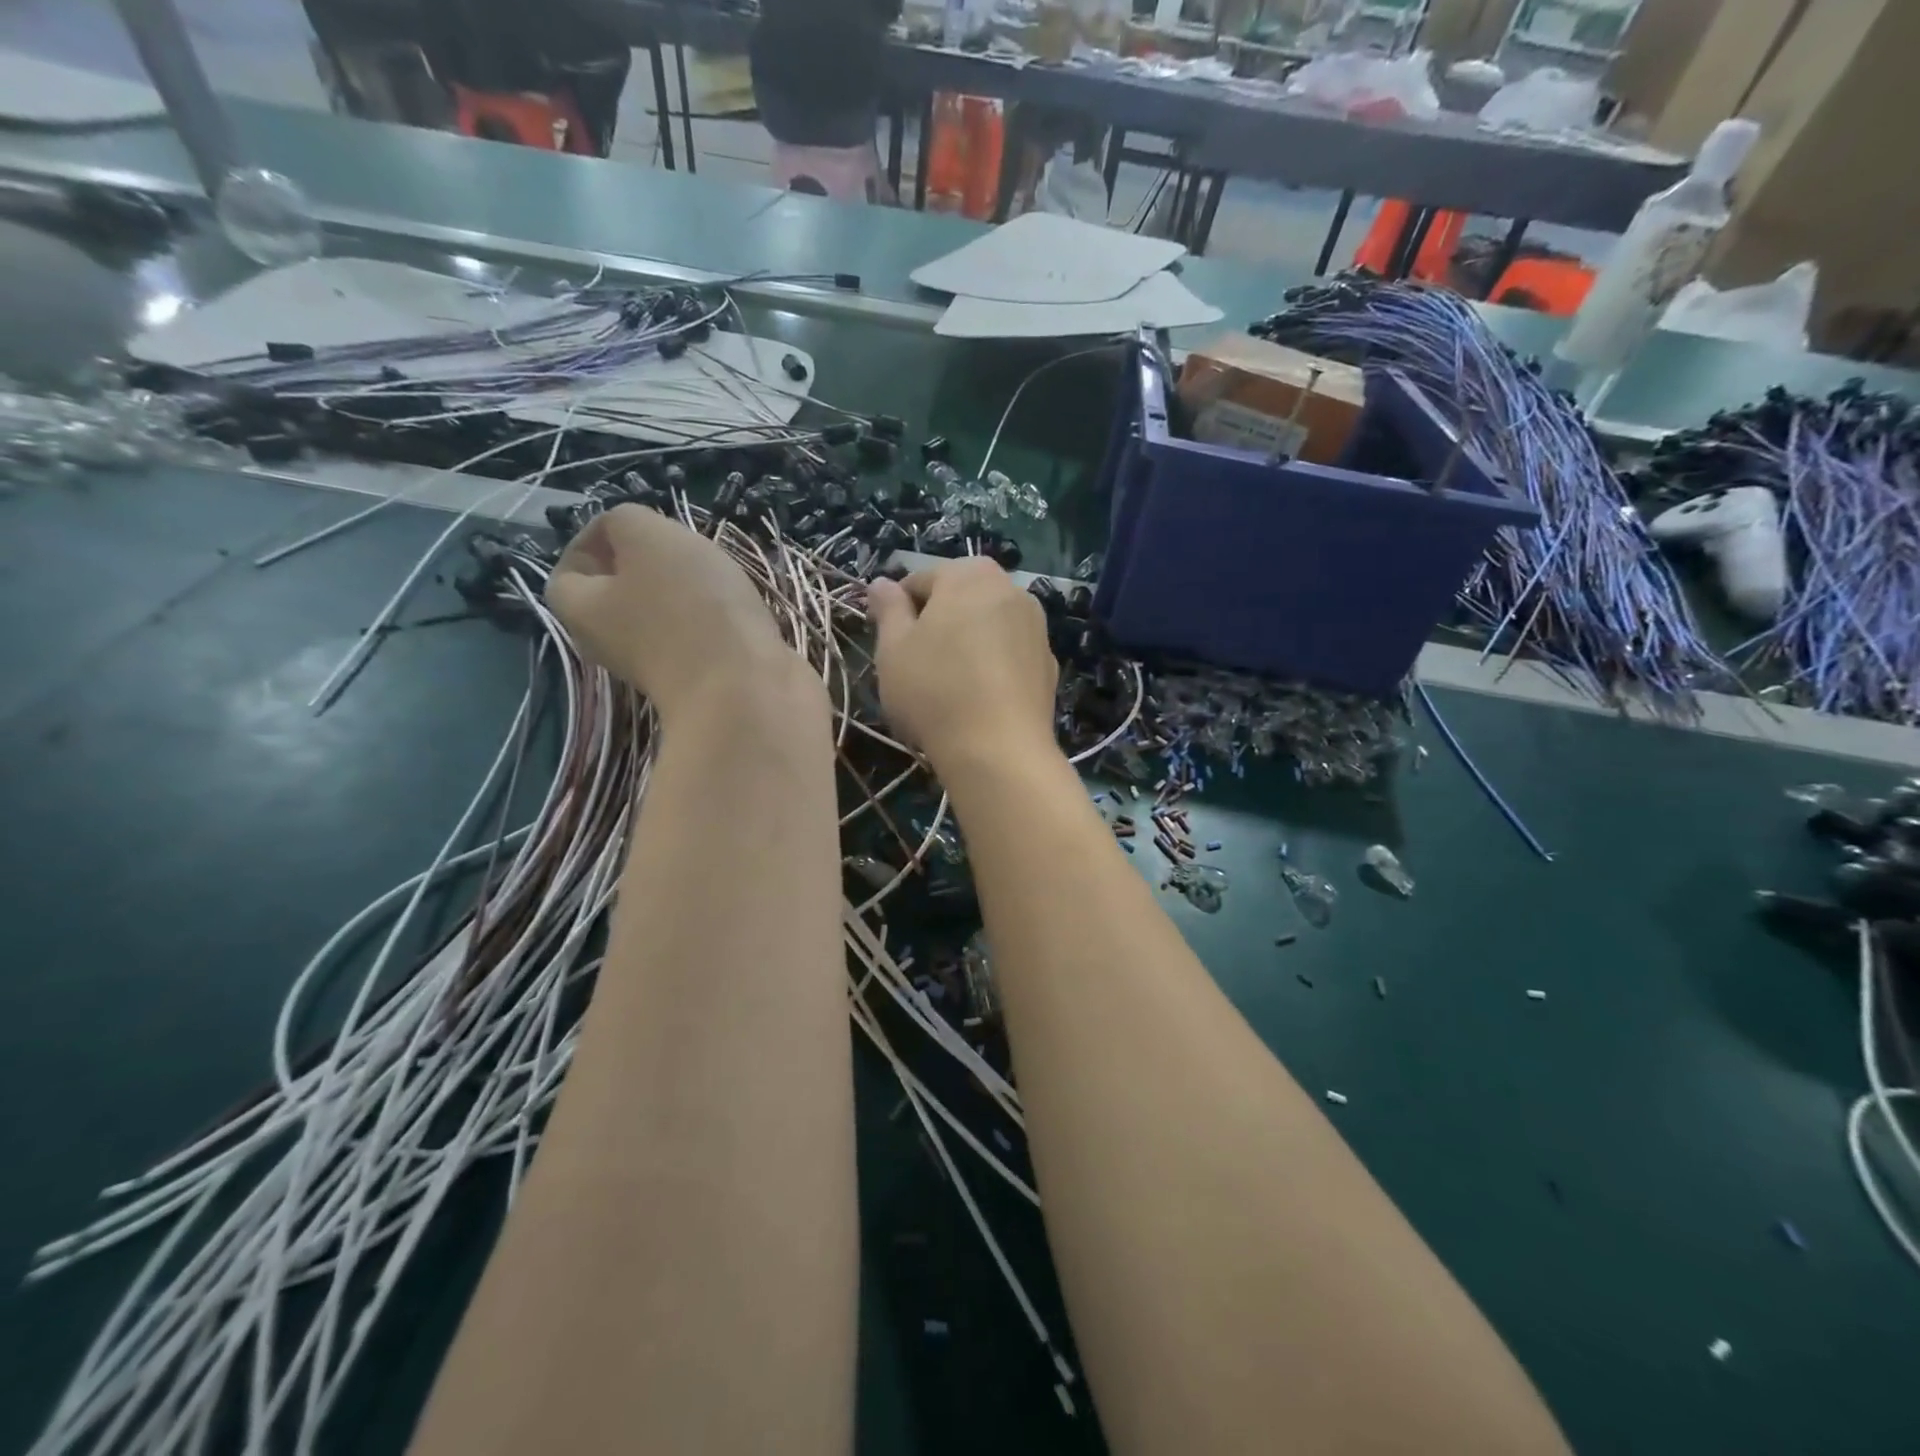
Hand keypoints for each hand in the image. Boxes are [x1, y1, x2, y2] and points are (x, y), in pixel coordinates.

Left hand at [545, 505, 807, 719]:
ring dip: (690, 591)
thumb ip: (626, 519)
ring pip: (665, 612)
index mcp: (581, 610)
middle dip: (651, 565)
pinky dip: (719, 618)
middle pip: (621, 592)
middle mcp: (613, 643)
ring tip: (720, 576)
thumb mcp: (648, 536)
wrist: (746, 690)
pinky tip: (743, 610)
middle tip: (683, 550)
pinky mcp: (704, 677)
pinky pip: (702, 635)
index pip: (569, 569)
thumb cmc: (688, 607)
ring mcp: (660, 665)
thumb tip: (631, 535)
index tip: (642, 528)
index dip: (597, 538)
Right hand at [866, 559, 1057, 770]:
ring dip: (966, 642)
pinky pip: (1009, 654)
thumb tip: (882, 583)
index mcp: (969, 575)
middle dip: (936, 623)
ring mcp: (1036, 626)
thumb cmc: (935, 691)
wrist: (999, 751)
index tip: (886, 642)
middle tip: (914, 663)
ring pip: (987, 625)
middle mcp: (1011, 588)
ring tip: (947, 683)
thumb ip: (888, 609)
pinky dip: (992, 665)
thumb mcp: (893, 649)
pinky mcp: (1048, 663)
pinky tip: (978, 699)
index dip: (896, 609)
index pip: (920, 579)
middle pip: (959, 598)